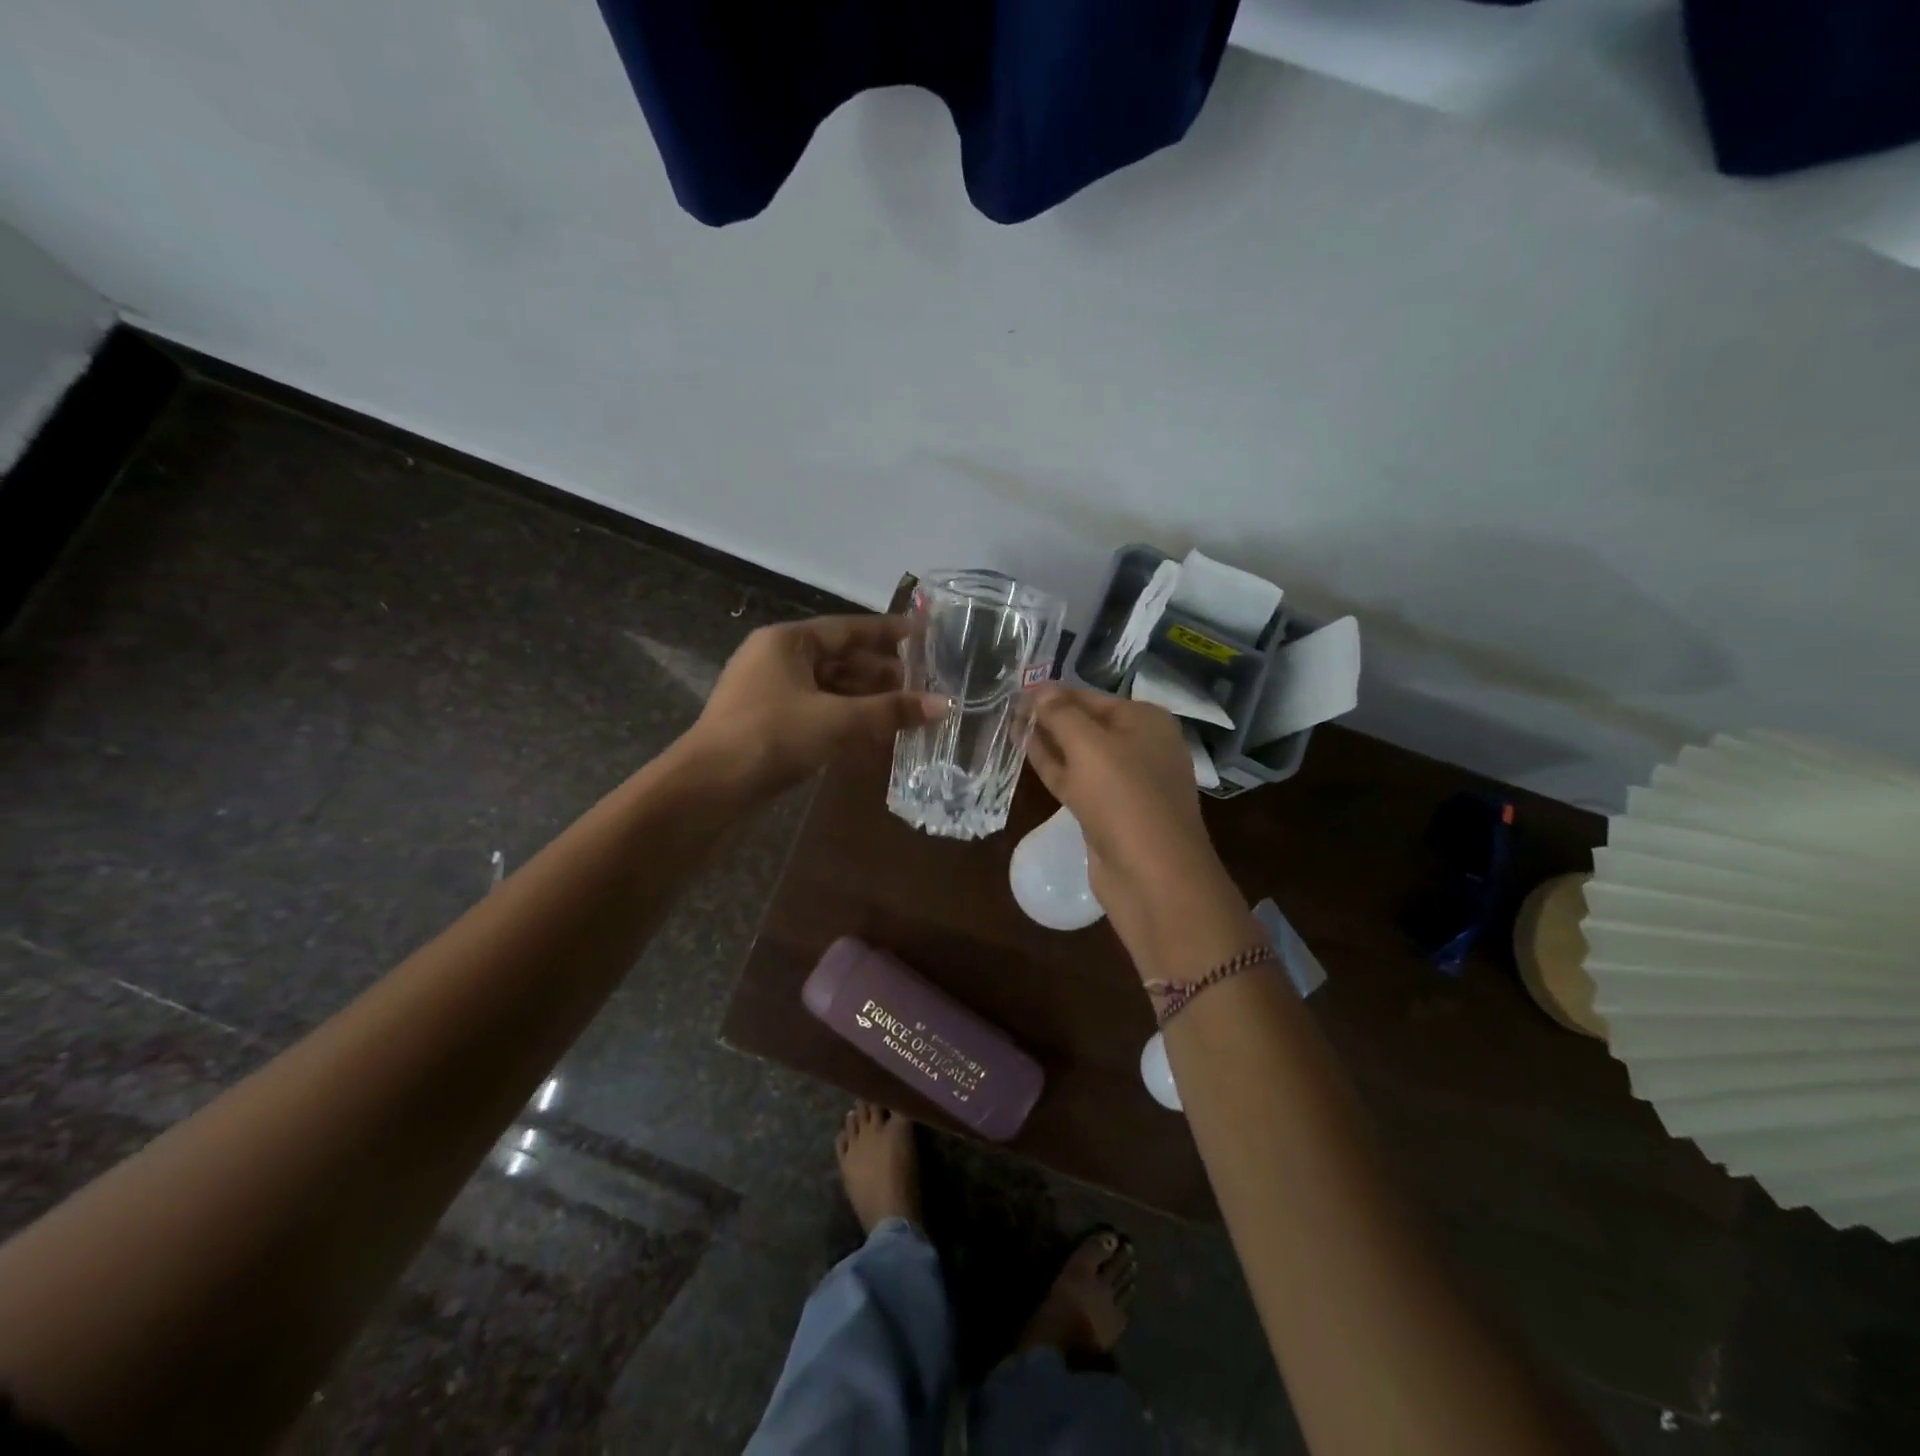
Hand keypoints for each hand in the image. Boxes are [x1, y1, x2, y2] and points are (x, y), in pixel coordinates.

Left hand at [687, 615, 944, 796]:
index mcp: (788, 642)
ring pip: (830, 688)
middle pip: (841, 659)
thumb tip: (944, 704)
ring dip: (867, 699)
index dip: (889, 633)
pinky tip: (876, 733)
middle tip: (925, 681)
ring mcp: (771, 693)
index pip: (848, 629)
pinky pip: (819, 711)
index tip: (924, 636)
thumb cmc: (772, 737)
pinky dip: (847, 719)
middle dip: (882, 672)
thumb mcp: (838, 720)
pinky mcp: (770, 724)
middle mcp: (778, 660)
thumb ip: (891, 711)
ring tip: (909, 708)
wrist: (709, 789)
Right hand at [1026, 686, 1247, 973]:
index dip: (1054, 692)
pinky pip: (1077, 780)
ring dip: (1047, 741)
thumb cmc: (1125, 797)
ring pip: (1079, 753)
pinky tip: (1026, 754)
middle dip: (1049, 716)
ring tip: (1009, 726)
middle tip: (1008, 707)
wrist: (1152, 875)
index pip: (1092, 696)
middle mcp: (1141, 746)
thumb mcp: (1089, 745)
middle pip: (1086, 723)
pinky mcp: (1109, 811)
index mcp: (1146, 721)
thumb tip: (1039, 689)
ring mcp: (1126, 782)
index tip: (1016, 689)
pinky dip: (1053, 767)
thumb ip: (1061, 714)